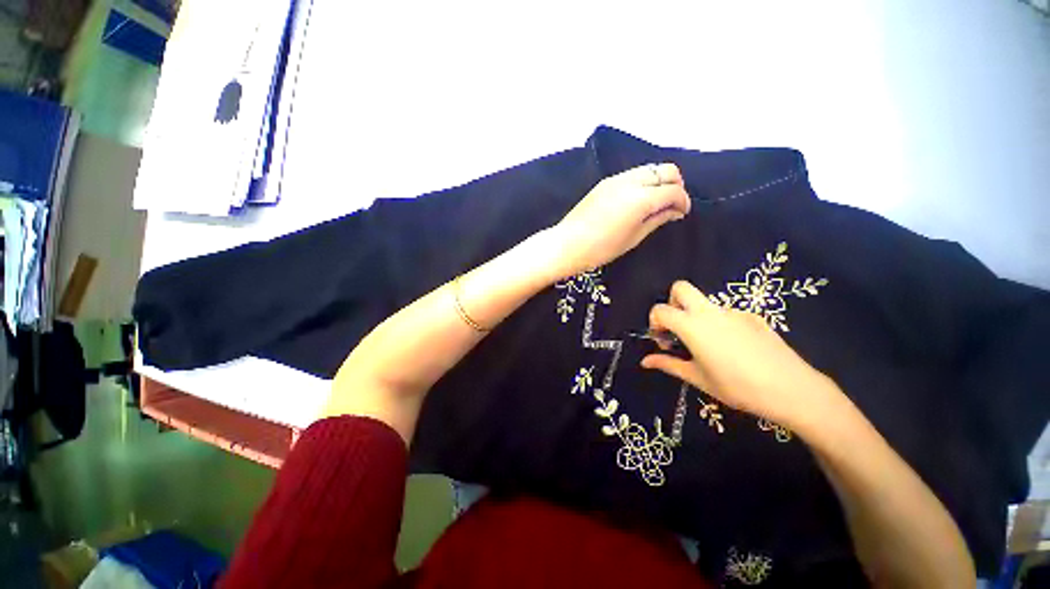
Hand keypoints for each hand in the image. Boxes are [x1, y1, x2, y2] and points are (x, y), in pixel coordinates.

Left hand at [552, 163, 690, 276]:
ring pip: (649, 168)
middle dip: (676, 184)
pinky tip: (638, 198)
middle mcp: (631, 181)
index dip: (683, 201)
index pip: (673, 190)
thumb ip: (657, 219)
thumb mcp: (634, 237)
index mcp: (641, 198)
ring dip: (659, 180)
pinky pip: (633, 173)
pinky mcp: (605, 182)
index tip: (682, 213)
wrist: (568, 244)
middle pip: (666, 170)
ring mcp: (616, 179)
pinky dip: (643, 181)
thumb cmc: (602, 248)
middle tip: (672, 204)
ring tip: (656, 201)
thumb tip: (675, 210)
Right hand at [640, 281, 843, 433]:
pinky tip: (734, 349)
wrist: (792, 389)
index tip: (663, 341)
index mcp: (692, 325)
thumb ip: (668, 365)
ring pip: (705, 302)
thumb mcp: (697, 378)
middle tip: (678, 327)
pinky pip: (726, 313)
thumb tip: (644, 362)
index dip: (654, 322)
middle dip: (672, 302)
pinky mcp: (753, 316)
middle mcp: (710, 311)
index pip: (660, 309)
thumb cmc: (737, 387)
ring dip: (696, 315)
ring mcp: (734, 311)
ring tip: (708, 346)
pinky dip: (719, 324)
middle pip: (681, 287)